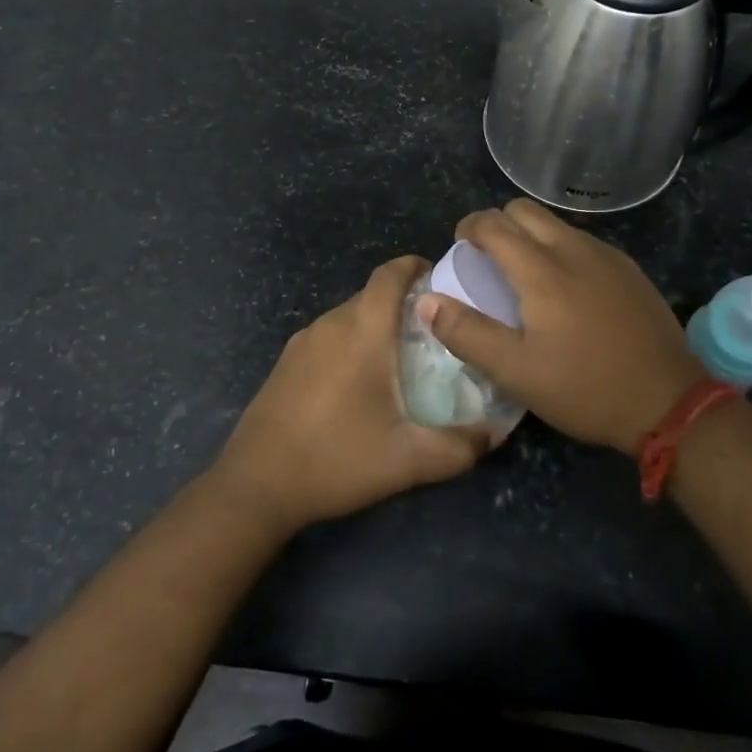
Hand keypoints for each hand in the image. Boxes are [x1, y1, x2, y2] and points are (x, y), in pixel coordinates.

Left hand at [210, 256, 488, 535]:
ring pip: (349, 316)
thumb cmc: (336, 460)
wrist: (255, 485)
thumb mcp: (408, 461)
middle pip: (372, 294)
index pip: (389, 274)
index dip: (416, 266)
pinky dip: (351, 342)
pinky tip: (360, 383)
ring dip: (376, 325)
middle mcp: (330, 324)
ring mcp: (302, 342)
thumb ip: (459, 447)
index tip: (442, 281)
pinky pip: (328, 336)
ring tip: (402, 358)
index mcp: (362, 331)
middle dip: (405, 303)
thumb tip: (496, 434)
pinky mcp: (285, 362)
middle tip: (435, 332)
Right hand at [417, 199, 703, 455]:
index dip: (469, 227)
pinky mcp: (630, 271)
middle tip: (488, 259)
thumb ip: (466, 332)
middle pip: (525, 210)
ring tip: (525, 275)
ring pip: (557, 224)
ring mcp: (608, 257)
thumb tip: (425, 301)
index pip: (494, 223)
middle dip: (499, 224)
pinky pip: (584, 242)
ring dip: (531, 236)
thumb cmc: (584, 388)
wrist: (668, 403)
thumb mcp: (515, 371)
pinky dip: (561, 250)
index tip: (460, 247)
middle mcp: (574, 249)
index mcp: (542, 269)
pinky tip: (567, 290)